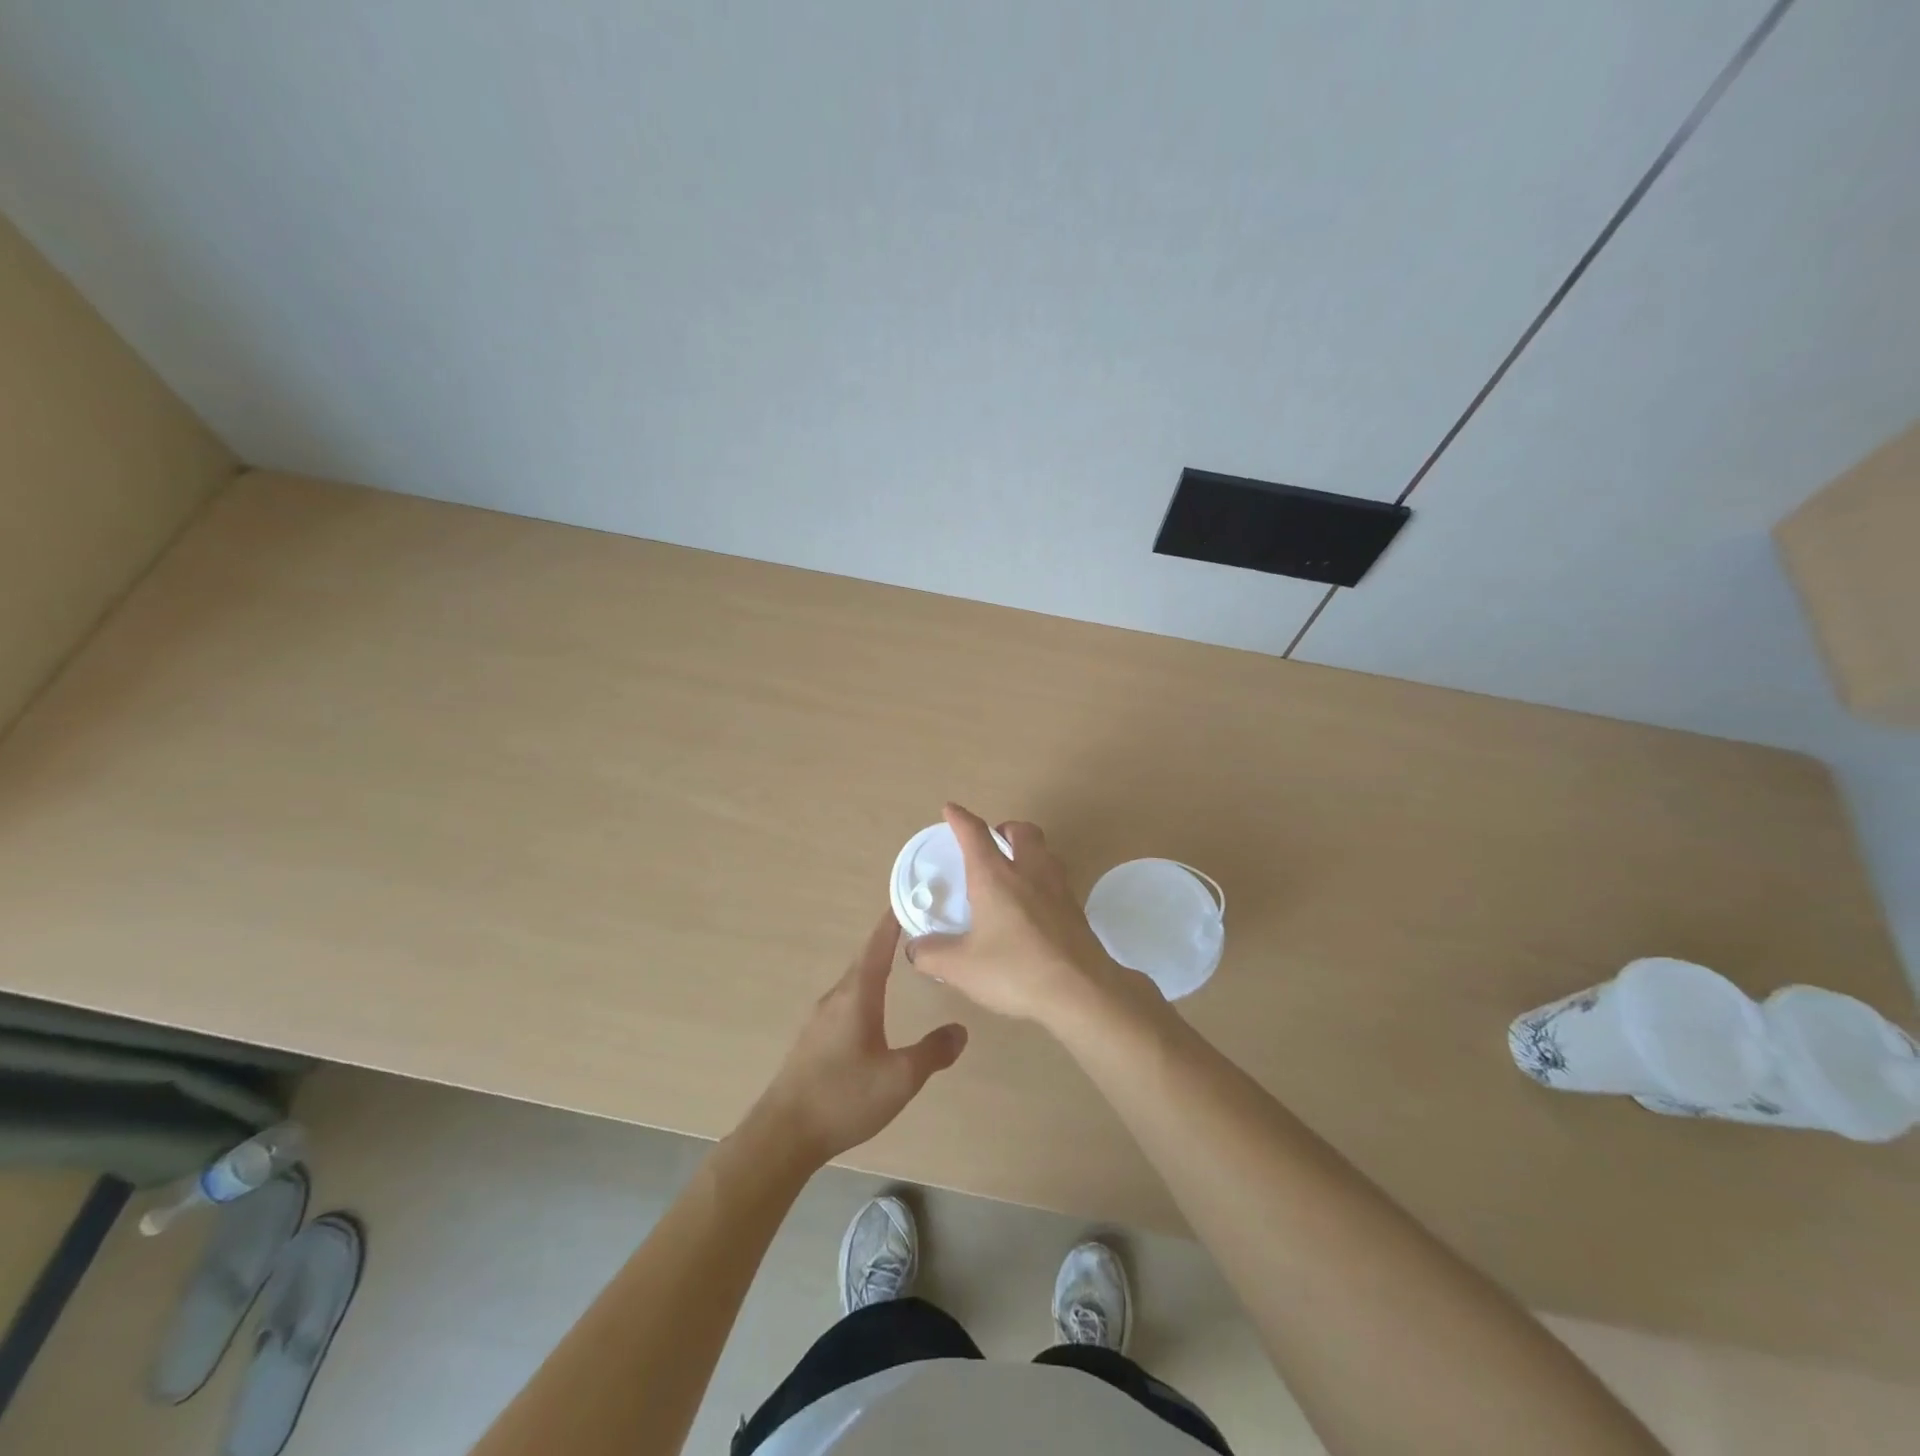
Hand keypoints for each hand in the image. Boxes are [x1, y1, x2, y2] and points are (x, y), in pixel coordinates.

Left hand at [752, 912, 967, 1167]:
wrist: (783, 1134)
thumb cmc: (844, 1097)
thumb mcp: (899, 1078)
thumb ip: (932, 1052)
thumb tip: (961, 1029)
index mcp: (857, 996)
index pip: (877, 946)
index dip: (891, 921)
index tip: (905, 896)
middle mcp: (836, 998)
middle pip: (865, 960)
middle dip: (887, 942)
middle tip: (914, 929)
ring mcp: (820, 1019)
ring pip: (854, 983)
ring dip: (874, 968)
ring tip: (898, 964)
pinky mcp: (813, 1040)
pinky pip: (845, 1002)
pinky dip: (864, 992)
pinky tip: (873, 1009)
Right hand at [907, 803, 1138, 1029]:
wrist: (1081, 992)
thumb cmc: (1015, 971)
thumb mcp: (961, 968)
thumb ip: (932, 955)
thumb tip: (915, 948)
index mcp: (995, 877)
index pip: (975, 835)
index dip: (961, 819)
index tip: (951, 809)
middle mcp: (1029, 872)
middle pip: (1021, 831)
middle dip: (1004, 828)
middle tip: (992, 843)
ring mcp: (1058, 889)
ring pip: (1045, 851)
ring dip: (1028, 850)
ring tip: (1013, 870)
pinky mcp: (1076, 910)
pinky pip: (1057, 879)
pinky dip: (1041, 879)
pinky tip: (1034, 905)